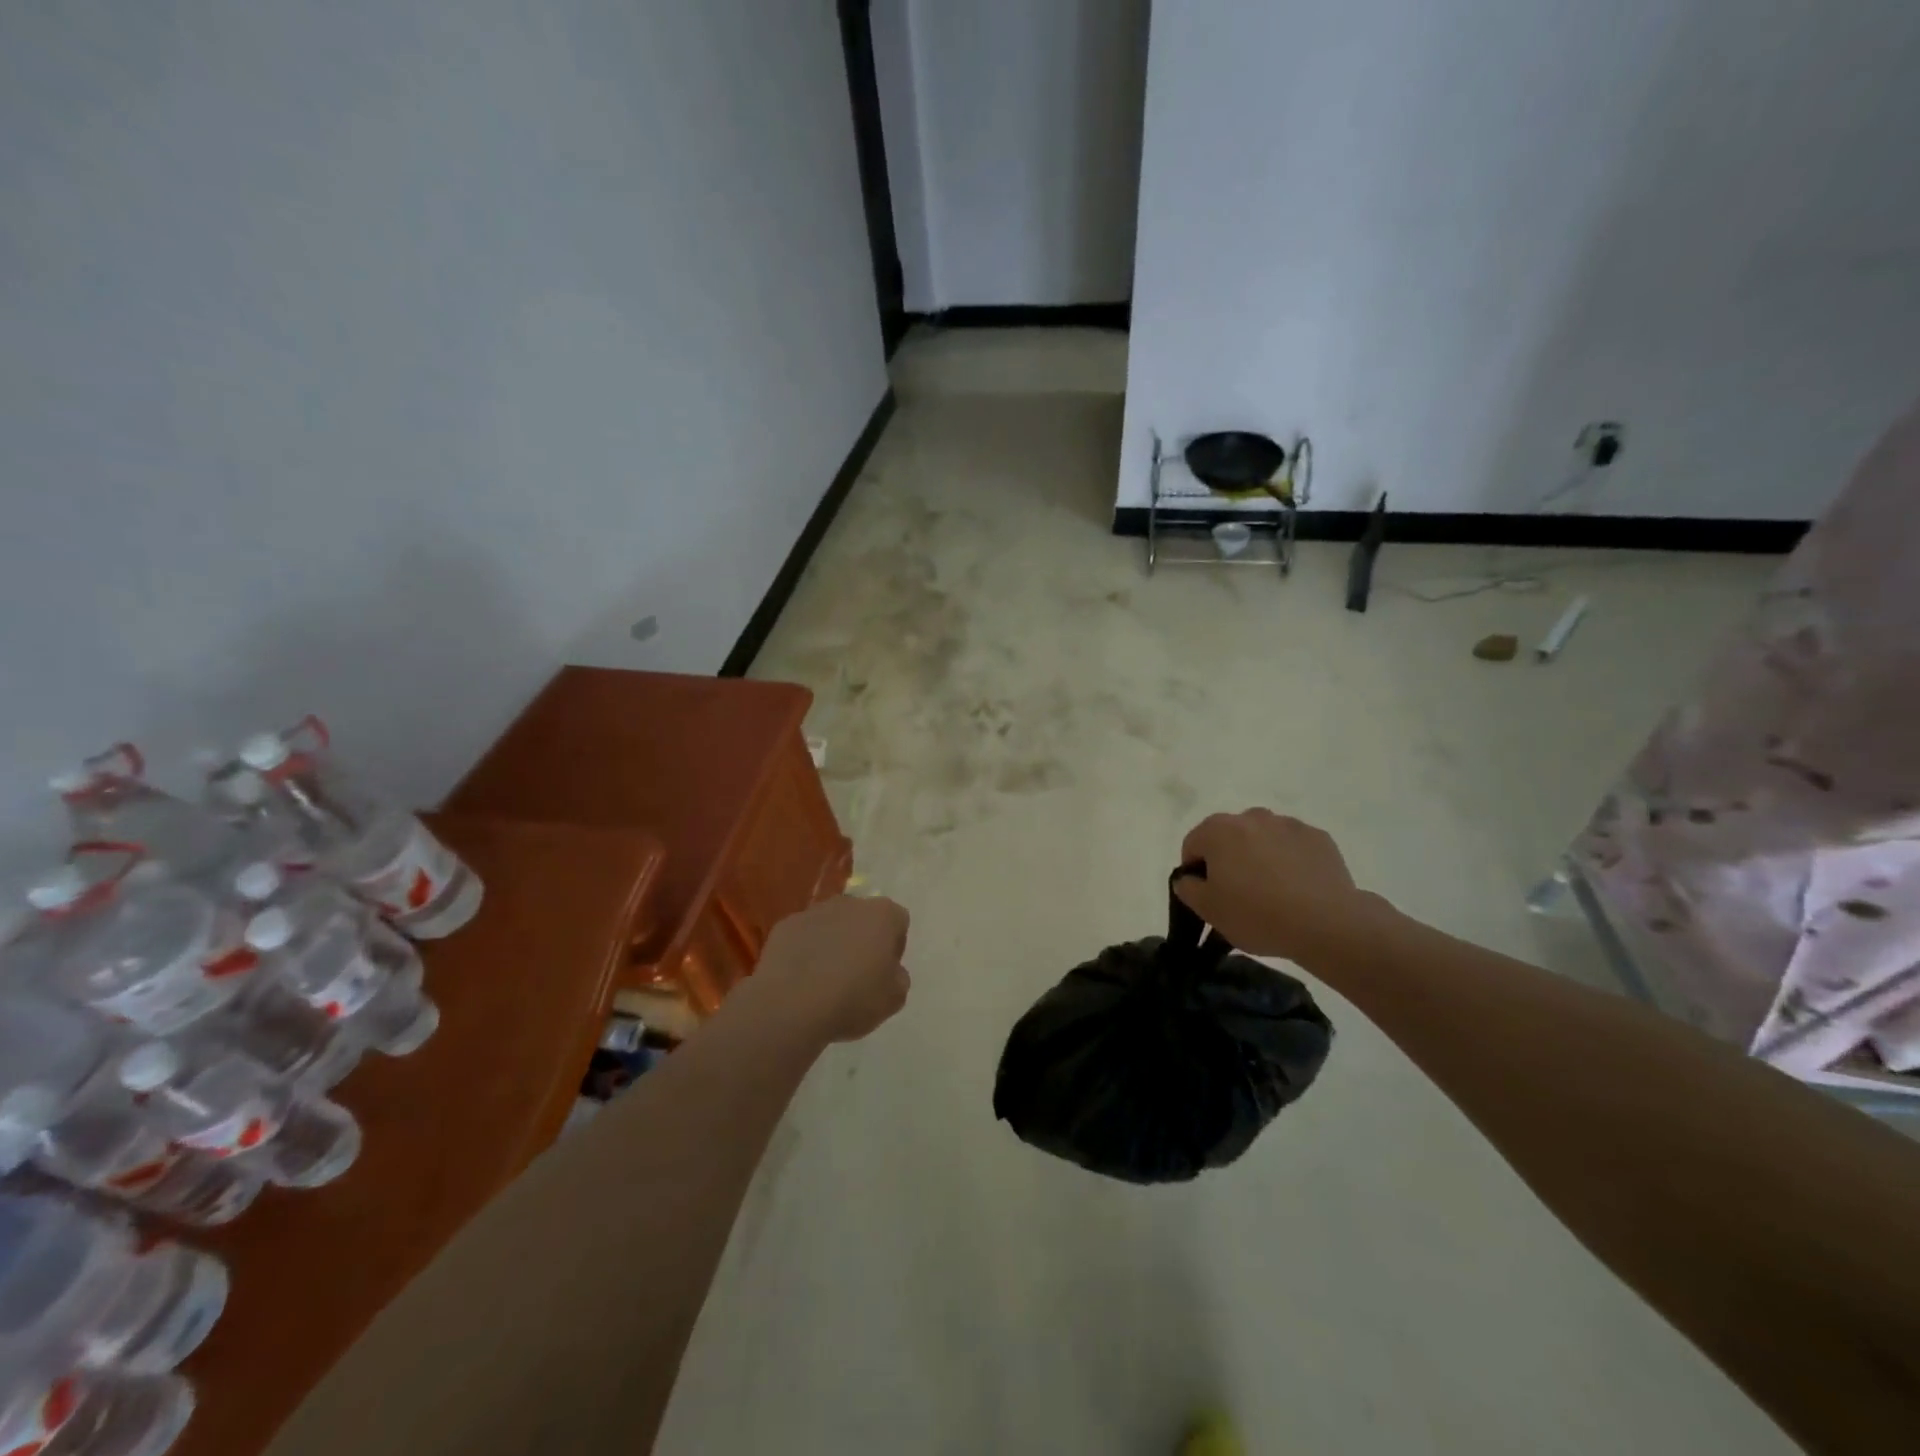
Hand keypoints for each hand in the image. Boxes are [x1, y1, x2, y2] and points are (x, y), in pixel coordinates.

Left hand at [751, 894, 910, 1043]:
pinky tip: (801, 979)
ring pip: (831, 925)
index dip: (894, 946)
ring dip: (833, 943)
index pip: (898, 922)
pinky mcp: (785, 926)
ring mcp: (814, 911)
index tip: (885, 971)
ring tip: (825, 979)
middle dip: (862, 939)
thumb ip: (898, 977)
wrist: (791, 1005)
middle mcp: (849, 903)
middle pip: (863, 918)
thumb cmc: (853, 998)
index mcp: (882, 914)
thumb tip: (889, 970)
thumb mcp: (894, 998)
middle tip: (857, 974)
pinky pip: (803, 936)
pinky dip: (805, 951)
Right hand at [1175, 809, 1382, 965]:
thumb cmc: (1257, 915)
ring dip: (1259, 857)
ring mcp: (1288, 824)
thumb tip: (1188, 878)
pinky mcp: (1318, 837)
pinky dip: (1289, 861)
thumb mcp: (1208, 910)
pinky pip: (1292, 846)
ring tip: (1272, 892)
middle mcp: (1251, 817)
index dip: (1195, 871)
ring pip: (1262, 839)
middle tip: (1238, 894)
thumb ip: (1187, 888)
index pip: (1193, 844)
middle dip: (1228, 859)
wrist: (1326, 923)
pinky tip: (1297, 889)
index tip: (1207, 895)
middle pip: (1228, 837)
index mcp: (1218, 830)